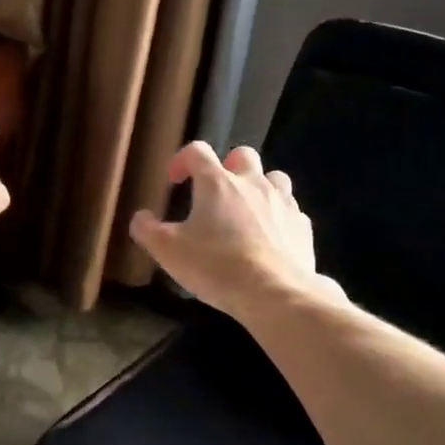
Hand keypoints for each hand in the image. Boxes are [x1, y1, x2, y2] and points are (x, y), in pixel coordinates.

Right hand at [129, 142, 328, 317]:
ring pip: (274, 177)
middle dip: (226, 166)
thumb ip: (147, 230)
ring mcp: (283, 202)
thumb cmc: (216, 266)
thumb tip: (141, 217)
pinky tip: (269, 236)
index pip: (197, 151)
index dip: (182, 160)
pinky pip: (290, 210)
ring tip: (246, 210)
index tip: (175, 180)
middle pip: (242, 155)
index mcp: (217, 183)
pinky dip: (277, 216)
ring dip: (258, 186)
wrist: (274, 292)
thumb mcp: (168, 251)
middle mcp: (253, 183)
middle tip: (214, 192)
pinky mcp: (302, 226)